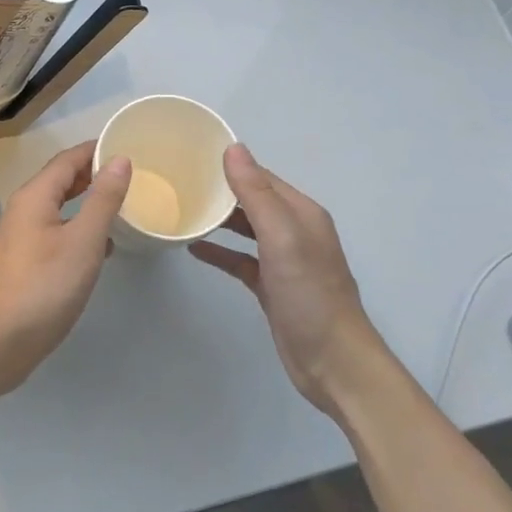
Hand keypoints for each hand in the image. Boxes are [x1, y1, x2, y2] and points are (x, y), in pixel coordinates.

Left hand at [0, 141, 131, 395]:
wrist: (0, 341)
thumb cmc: (45, 287)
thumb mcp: (83, 241)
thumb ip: (103, 199)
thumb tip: (119, 159)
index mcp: (35, 196)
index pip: (68, 159)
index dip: (96, 150)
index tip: (128, 146)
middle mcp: (24, 210)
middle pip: (61, 180)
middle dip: (93, 174)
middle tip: (130, 175)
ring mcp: (22, 237)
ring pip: (59, 207)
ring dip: (88, 202)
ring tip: (122, 206)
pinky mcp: (25, 262)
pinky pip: (56, 231)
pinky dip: (79, 228)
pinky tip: (101, 246)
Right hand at [189, 143, 379, 411]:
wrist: (333, 362)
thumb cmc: (309, 294)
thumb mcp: (282, 237)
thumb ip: (256, 194)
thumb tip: (233, 149)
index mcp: (301, 213)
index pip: (261, 177)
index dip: (230, 165)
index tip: (191, 156)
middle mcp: (294, 231)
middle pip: (252, 200)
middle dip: (220, 190)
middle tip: (178, 182)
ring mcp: (283, 260)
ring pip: (245, 229)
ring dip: (218, 220)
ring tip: (182, 210)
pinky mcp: (272, 286)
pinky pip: (240, 259)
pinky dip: (220, 252)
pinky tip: (194, 249)